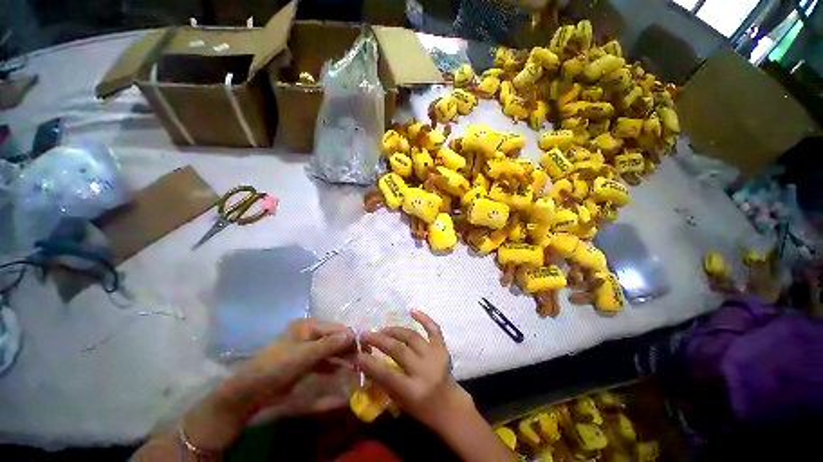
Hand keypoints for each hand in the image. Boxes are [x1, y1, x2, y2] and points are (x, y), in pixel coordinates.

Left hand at [183, 319, 354, 451]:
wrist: (249, 392)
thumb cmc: (277, 367)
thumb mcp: (305, 355)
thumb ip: (330, 344)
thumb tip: (353, 334)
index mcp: (309, 326)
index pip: (337, 329)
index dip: (351, 338)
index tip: (365, 349)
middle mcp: (309, 333)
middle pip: (334, 338)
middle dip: (348, 347)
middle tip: (362, 359)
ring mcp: (306, 347)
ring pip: (330, 349)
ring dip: (342, 356)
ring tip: (356, 365)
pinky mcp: (303, 361)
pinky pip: (322, 359)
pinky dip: (331, 364)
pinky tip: (340, 370)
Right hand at [355, 310, 473, 431]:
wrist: (450, 406)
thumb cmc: (422, 409)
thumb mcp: (399, 402)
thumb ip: (383, 382)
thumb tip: (364, 363)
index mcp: (413, 391)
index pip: (387, 374)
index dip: (369, 362)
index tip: (355, 353)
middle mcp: (425, 371)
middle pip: (399, 350)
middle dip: (379, 340)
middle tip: (365, 334)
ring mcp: (436, 356)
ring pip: (412, 336)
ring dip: (395, 331)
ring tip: (382, 330)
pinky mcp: (442, 347)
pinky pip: (433, 328)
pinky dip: (423, 318)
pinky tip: (412, 311)